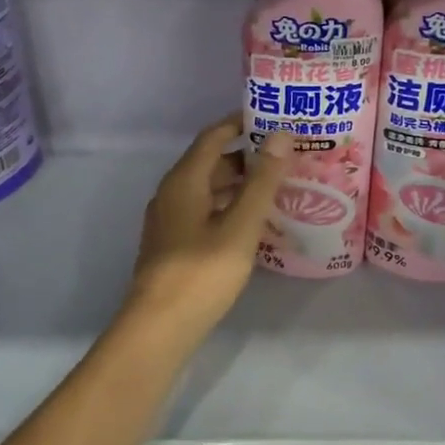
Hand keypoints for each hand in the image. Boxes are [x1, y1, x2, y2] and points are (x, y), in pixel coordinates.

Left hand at [126, 114, 291, 343]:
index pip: (213, 136)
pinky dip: (229, 208)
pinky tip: (254, 223)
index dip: (240, 123)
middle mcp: (172, 193)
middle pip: (211, 162)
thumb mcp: (240, 225)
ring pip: (208, 190)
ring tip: (277, 187)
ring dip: (240, 184)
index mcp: (184, 180)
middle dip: (247, 156)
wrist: (159, 327)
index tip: (273, 117)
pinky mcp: (173, 244)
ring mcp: (170, 220)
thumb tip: (281, 136)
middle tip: (285, 156)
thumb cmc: (202, 272)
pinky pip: (205, 212)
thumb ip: (262, 181)